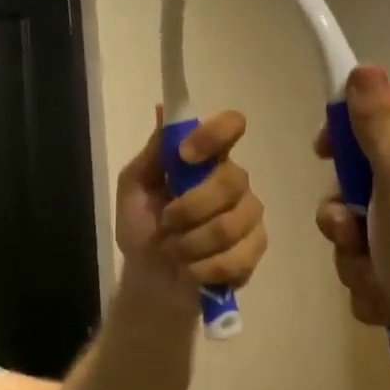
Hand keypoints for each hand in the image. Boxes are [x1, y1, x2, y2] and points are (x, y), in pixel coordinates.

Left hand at [116, 110, 266, 317]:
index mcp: (208, 157)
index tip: (185, 155)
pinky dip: (203, 269)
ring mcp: (249, 214)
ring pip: (229, 225)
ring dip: (190, 244)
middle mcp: (234, 179)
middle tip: (166, 223)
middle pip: (231, 181)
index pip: (231, 125)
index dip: (213, 135)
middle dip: (190, 209)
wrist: (149, 278)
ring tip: (174, 251)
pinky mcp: (255, 248)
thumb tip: (163, 111)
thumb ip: (153, 153)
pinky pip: (236, 258)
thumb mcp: (134, 187)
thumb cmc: (142, 226)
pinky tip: (190, 270)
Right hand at [314, 67, 389, 389]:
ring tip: (379, 278)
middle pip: (354, 180)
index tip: (324, 153)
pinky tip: (389, 304)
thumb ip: (381, 120)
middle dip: (342, 213)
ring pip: (353, 231)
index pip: (376, 115)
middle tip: (353, 230)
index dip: (344, 130)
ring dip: (354, 259)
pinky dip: (370, 288)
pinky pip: (365, 270)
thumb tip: (364, 68)